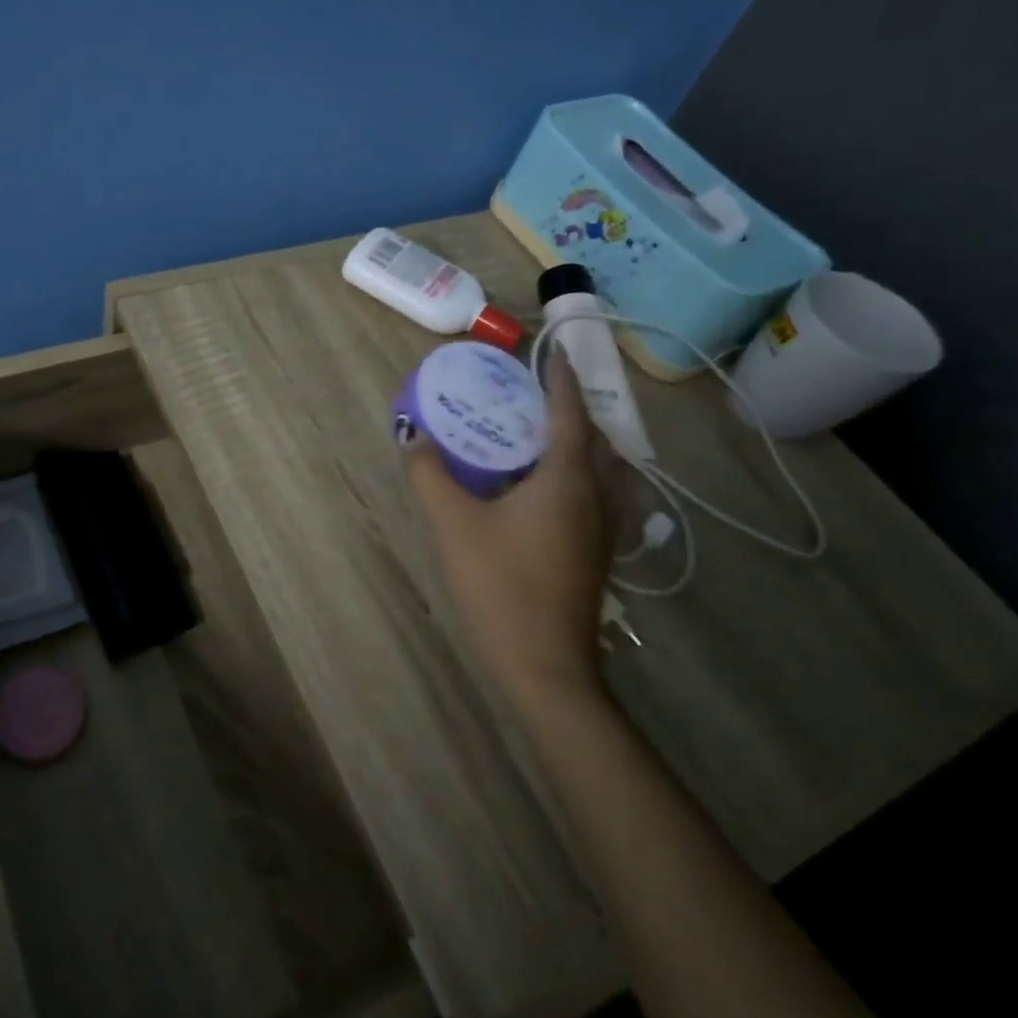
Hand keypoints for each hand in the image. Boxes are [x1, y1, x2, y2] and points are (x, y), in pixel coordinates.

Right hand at [405, 350, 615, 701]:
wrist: (543, 665)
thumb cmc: (500, 585)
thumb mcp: (452, 524)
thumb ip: (430, 475)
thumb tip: (414, 437)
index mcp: (567, 480)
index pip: (570, 414)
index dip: (562, 380)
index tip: (553, 353)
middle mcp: (596, 497)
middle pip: (594, 440)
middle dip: (570, 410)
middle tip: (534, 396)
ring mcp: (603, 530)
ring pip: (601, 471)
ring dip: (578, 444)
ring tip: (538, 437)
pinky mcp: (597, 554)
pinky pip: (595, 495)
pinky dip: (577, 475)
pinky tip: (541, 491)